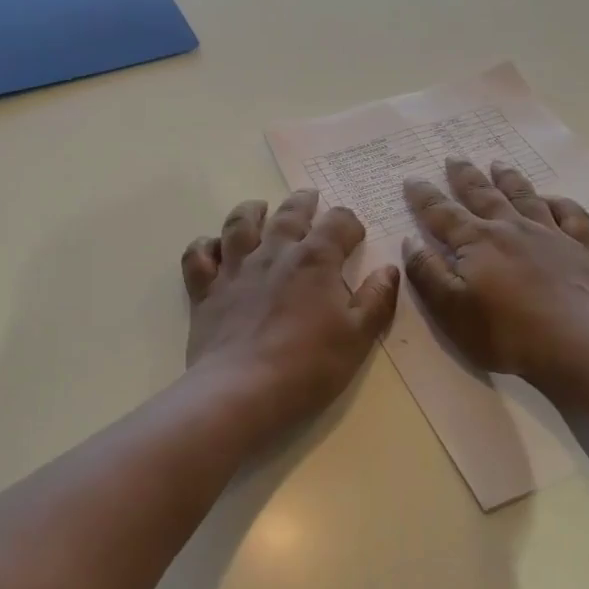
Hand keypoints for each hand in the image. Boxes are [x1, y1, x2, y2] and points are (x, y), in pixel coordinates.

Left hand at [182, 191, 400, 436]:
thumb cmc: (309, 366)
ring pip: (239, 224)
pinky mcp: (205, 291)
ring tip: (258, 208)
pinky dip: (204, 246)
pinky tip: (212, 248)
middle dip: (303, 203)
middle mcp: (274, 253)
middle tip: (309, 197)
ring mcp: (235, 270)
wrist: (243, 391)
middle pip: (289, 214)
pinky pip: (198, 256)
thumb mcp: (358, 337)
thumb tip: (389, 269)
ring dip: (250, 211)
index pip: (338, 223)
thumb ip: (376, 300)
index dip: (349, 223)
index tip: (354, 234)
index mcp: (315, 260)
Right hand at [402, 158, 588, 398]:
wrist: (576, 343)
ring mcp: (550, 235)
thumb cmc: (505, 331)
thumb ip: (428, 273)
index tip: (412, 178)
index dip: (424, 196)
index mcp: (477, 241)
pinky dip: (561, 202)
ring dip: (509, 179)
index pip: (442, 213)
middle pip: (484, 195)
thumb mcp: (450, 308)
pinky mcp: (581, 250)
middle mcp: (512, 228)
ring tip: (498, 164)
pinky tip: (553, 200)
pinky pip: (572, 215)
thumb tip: (411, 241)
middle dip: (465, 176)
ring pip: (526, 196)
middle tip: (454, 157)